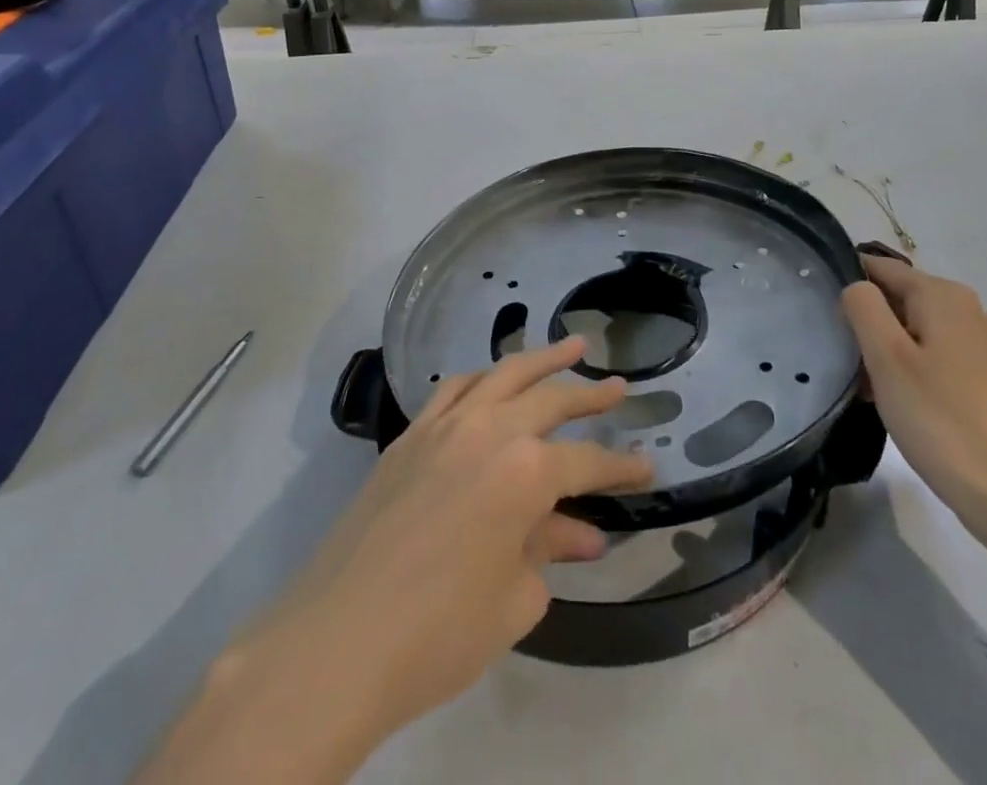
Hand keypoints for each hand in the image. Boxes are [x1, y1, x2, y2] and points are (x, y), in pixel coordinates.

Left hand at [274, 338, 653, 743]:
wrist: (339, 640)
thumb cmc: (440, 631)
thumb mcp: (514, 598)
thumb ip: (549, 550)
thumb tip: (582, 533)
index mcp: (526, 470)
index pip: (587, 461)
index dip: (621, 467)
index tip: (646, 467)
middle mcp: (490, 430)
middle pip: (551, 399)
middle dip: (591, 393)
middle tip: (620, 386)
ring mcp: (444, 426)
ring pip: (503, 375)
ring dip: (541, 359)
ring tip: (571, 346)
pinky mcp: (409, 437)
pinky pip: (454, 390)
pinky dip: (482, 378)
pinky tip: (493, 379)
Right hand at [842, 254, 986, 548]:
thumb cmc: (941, 418)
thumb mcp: (887, 357)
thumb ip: (863, 307)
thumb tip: (855, 287)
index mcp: (941, 294)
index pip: (879, 267)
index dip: (846, 284)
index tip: (818, 313)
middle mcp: (961, 309)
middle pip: (894, 297)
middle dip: (862, 321)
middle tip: (837, 354)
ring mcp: (972, 344)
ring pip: (907, 329)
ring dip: (879, 349)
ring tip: (856, 381)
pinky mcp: (975, 377)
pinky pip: (924, 355)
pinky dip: (901, 369)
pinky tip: (886, 399)